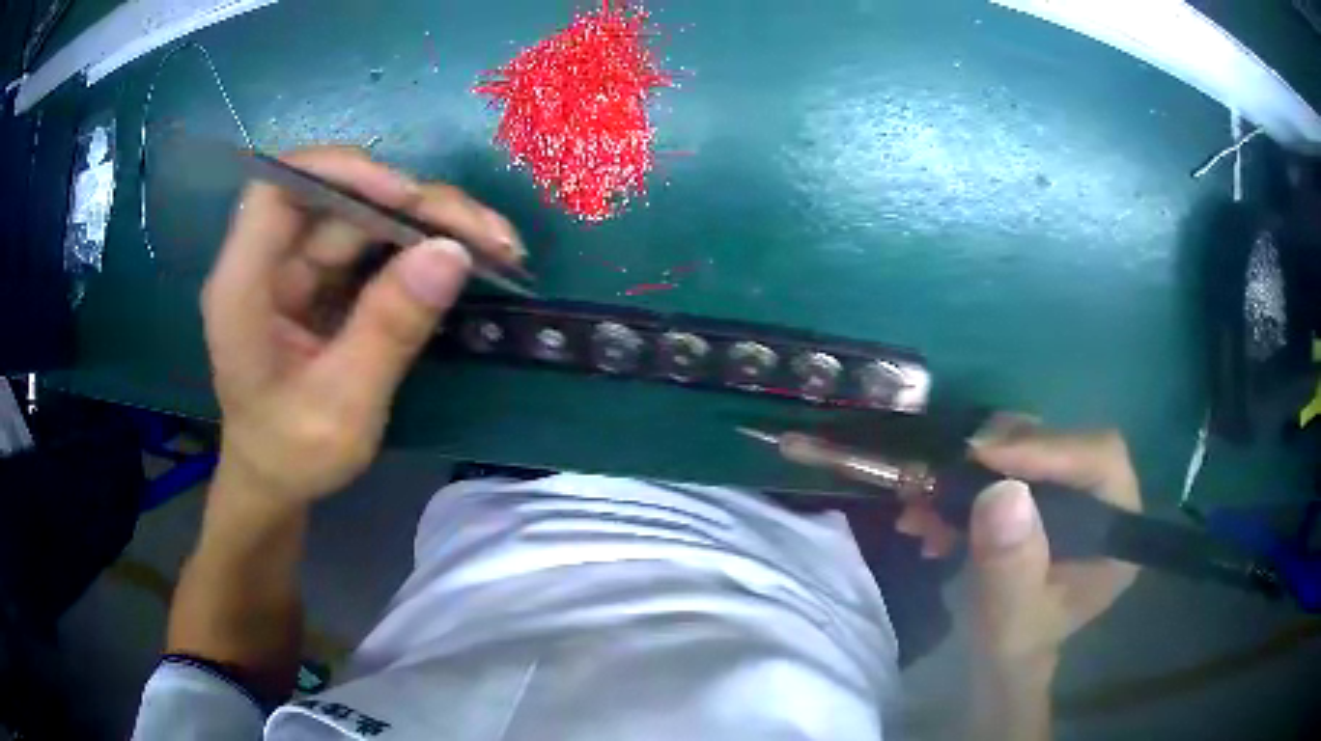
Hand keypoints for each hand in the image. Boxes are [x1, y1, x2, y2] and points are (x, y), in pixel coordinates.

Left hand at [201, 146, 523, 503]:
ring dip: (433, 224)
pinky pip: (379, 244)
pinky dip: (426, 248)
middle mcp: (270, 260)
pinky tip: (472, 257)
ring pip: (369, 216)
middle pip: (340, 198)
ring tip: (497, 246)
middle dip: (417, 206)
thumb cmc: (292, 454)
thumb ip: (388, 331)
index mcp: (243, 287)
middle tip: (489, 235)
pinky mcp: (327, 278)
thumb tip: (453, 253)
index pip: (279, 190)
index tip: (408, 199)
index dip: (341, 174)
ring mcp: (300, 266)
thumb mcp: (342, 408)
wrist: (277, 482)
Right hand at [896, 414, 1141, 664]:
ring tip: (927, 497)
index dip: (1048, 448)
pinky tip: (930, 511)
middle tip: (949, 468)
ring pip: (1030, 445)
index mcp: (1116, 530)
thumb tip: (1004, 491)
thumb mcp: (1009, 621)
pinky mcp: (1042, 490)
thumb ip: (1011, 567)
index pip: (1099, 460)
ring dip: (975, 465)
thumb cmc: (1013, 648)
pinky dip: (966, 478)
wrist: (996, 661)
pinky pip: (1007, 460)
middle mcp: (1102, 500)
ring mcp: (1072, 491)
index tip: (984, 456)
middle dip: (1002, 454)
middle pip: (1062, 444)